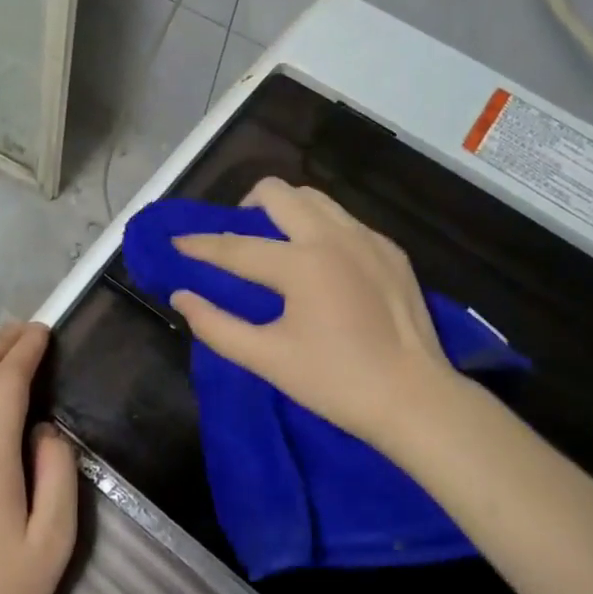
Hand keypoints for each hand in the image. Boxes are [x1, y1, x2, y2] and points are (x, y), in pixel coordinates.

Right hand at [169, 178, 459, 454]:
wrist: (416, 400)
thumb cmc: (336, 383)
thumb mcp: (267, 359)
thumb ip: (216, 325)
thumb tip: (182, 296)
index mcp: (302, 264)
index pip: (236, 247)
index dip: (200, 245)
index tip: (176, 242)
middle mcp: (334, 237)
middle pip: (277, 193)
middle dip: (245, 206)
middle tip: (235, 237)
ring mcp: (367, 239)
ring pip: (314, 198)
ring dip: (284, 210)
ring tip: (274, 241)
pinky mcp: (390, 250)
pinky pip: (343, 219)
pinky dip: (318, 227)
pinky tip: (319, 261)